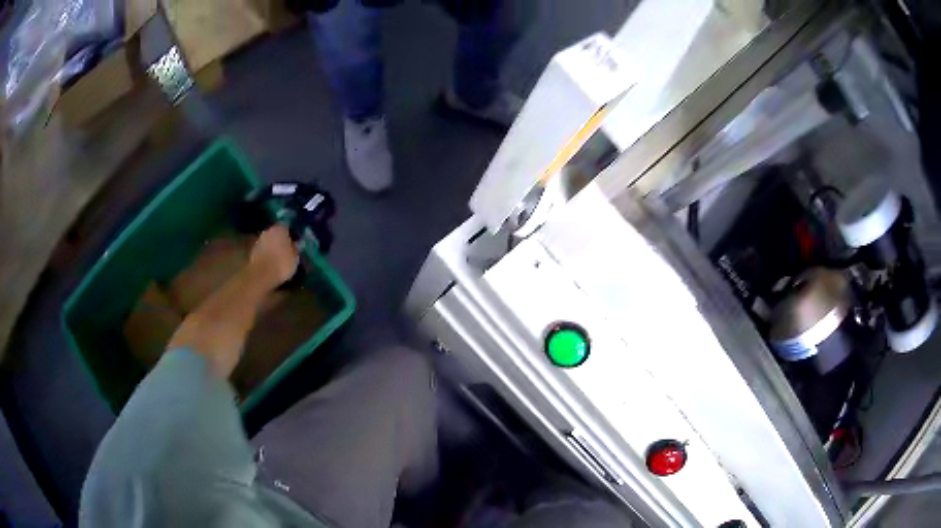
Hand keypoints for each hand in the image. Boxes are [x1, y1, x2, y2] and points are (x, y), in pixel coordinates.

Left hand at [248, 225, 297, 289]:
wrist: (261, 275)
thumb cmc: (281, 263)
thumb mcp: (295, 258)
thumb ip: (295, 248)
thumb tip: (296, 244)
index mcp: (280, 229)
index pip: (286, 226)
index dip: (290, 232)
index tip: (293, 239)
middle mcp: (268, 231)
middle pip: (275, 232)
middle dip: (279, 239)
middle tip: (285, 248)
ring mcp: (258, 241)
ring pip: (268, 241)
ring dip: (271, 246)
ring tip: (277, 256)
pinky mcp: (252, 252)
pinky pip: (262, 250)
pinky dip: (266, 254)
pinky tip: (270, 262)